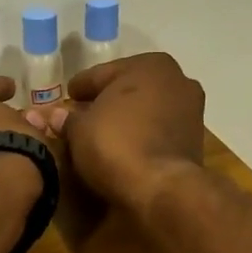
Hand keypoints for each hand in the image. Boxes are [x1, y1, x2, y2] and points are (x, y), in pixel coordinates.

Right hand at [37, 53, 203, 212]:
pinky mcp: (195, 141)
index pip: (102, 74)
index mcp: (149, 65)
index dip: (80, 87)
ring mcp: (191, 111)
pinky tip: (125, 148)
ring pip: (146, 110)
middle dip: (106, 102)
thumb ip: (68, 119)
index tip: (68, 96)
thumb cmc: (116, 145)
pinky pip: (158, 131)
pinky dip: (142, 136)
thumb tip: (56, 116)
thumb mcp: (80, 130)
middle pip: (128, 89)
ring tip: (103, 135)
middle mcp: (176, 80)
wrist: (162, 188)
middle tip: (82, 116)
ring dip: (127, 120)